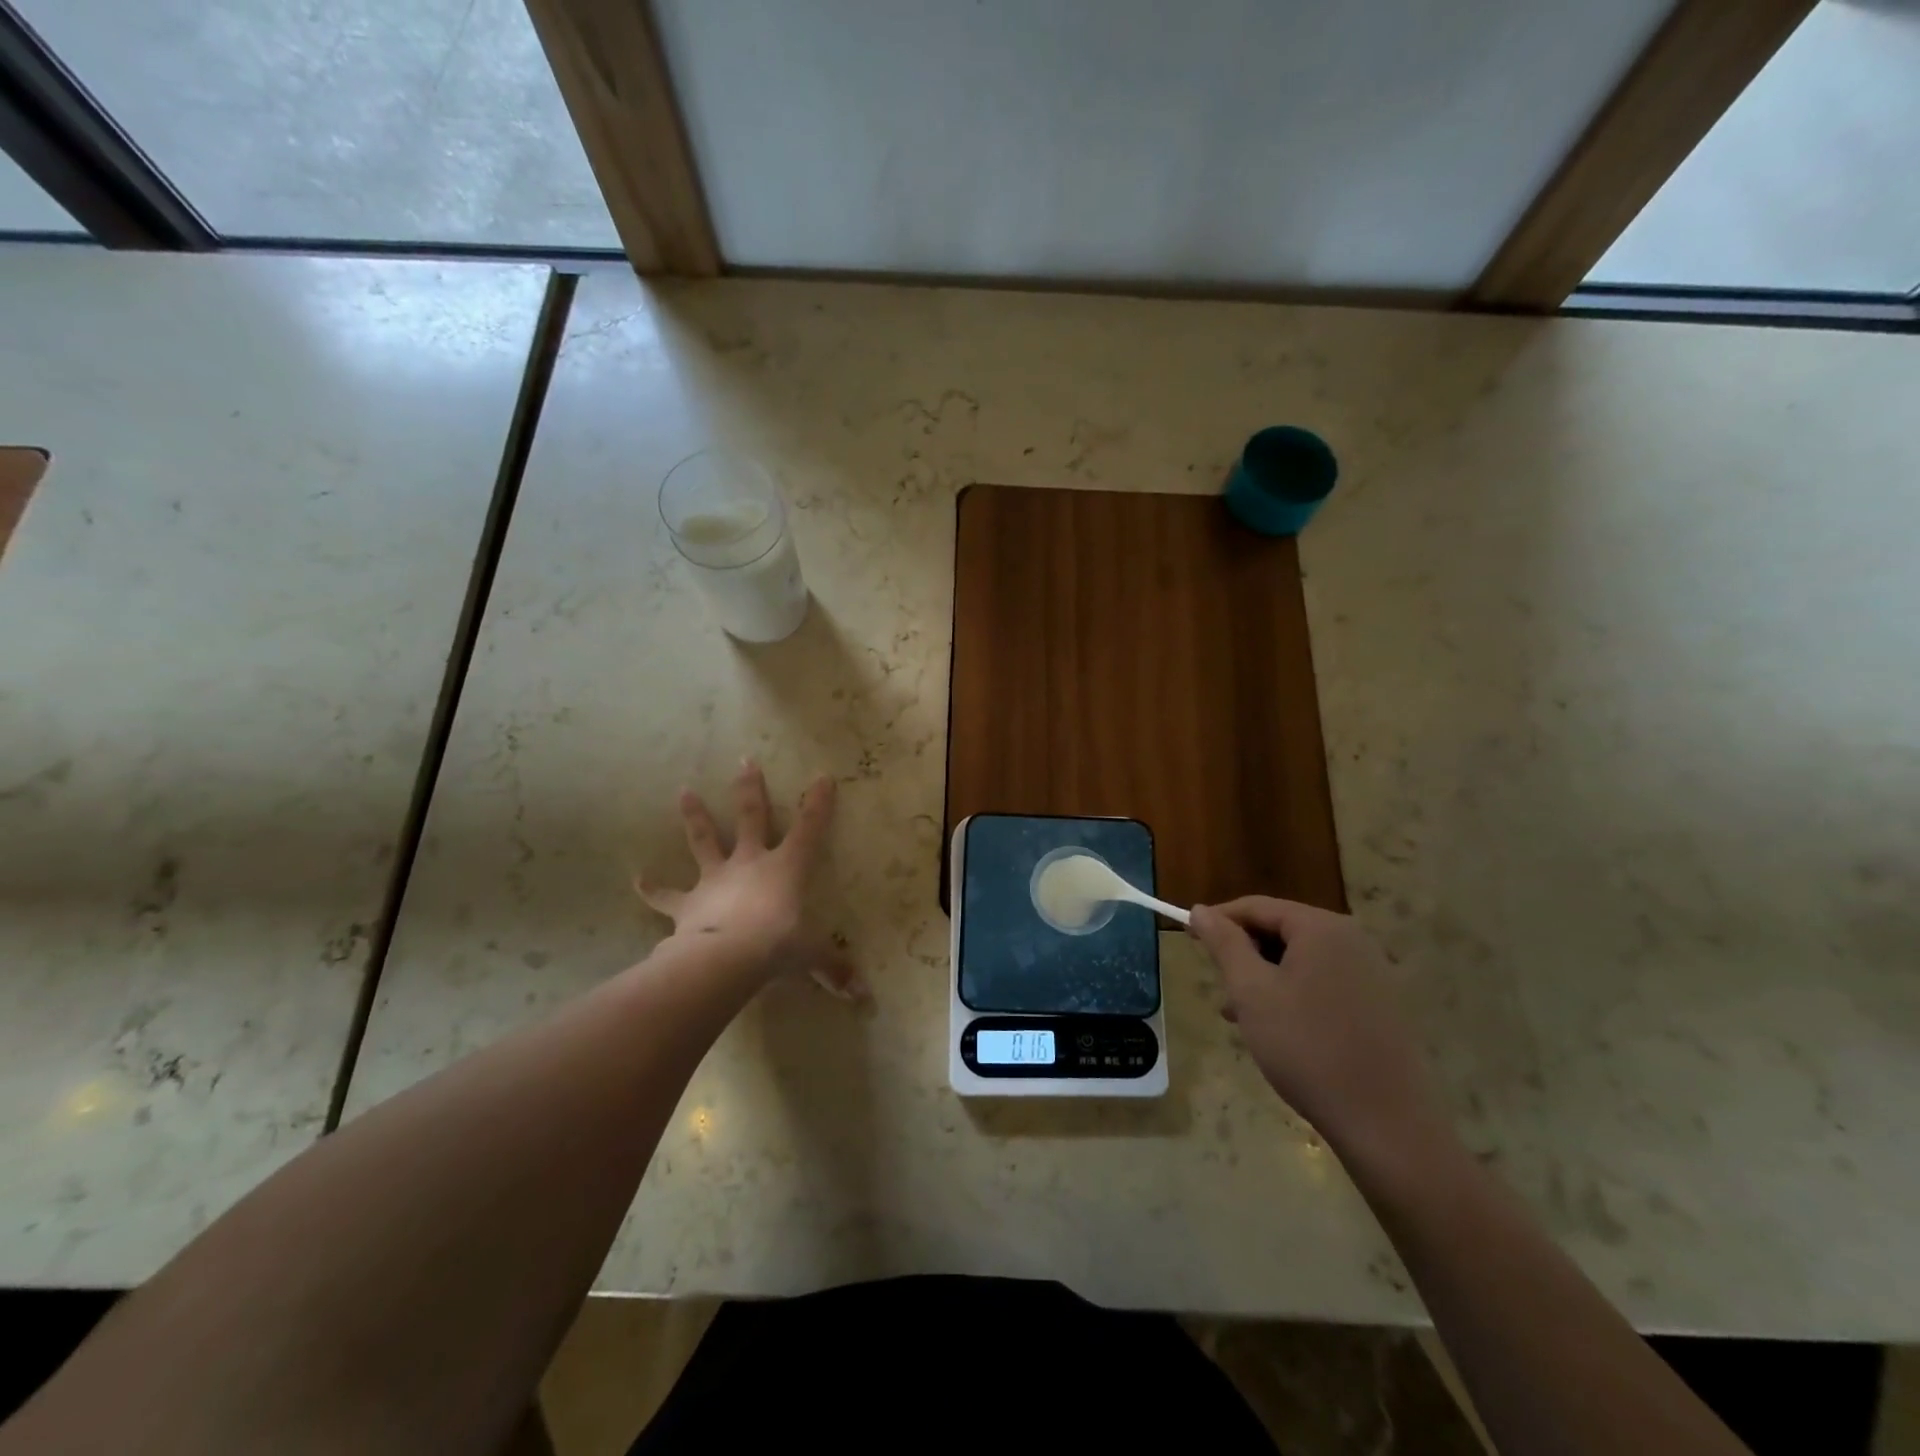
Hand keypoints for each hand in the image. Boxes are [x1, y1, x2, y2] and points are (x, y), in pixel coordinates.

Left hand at [637, 761, 864, 998]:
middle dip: (750, 788)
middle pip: (751, 816)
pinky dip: (652, 889)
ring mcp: (715, 879)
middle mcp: (750, 863)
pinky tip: (637, 880)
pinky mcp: (687, 903)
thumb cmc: (777, 945)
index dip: (818, 803)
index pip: (810, 829)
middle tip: (744, 760)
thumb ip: (834, 969)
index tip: (823, 777)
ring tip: (683, 791)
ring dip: (694, 816)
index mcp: (786, 868)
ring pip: (703, 840)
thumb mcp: (812, 956)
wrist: (726, 958)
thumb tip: (863, 997)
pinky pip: (666, 895)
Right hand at [1188, 898, 1441, 1161]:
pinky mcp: (1382, 1005)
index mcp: (1322, 928)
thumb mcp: (1252, 992)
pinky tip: (1279, 1032)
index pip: (1257, 907)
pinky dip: (1293, 996)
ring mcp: (1372, 972)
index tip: (1189, 939)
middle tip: (1220, 990)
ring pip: (1300, 961)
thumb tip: (1200, 909)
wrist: (1387, 1125)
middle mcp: (1353, 939)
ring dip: (1265, 980)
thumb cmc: (1308, 1048)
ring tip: (1241, 1018)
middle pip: (1281, 931)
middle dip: (1244, 956)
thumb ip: (1224, 944)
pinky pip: (1324, 983)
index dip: (1218, 920)